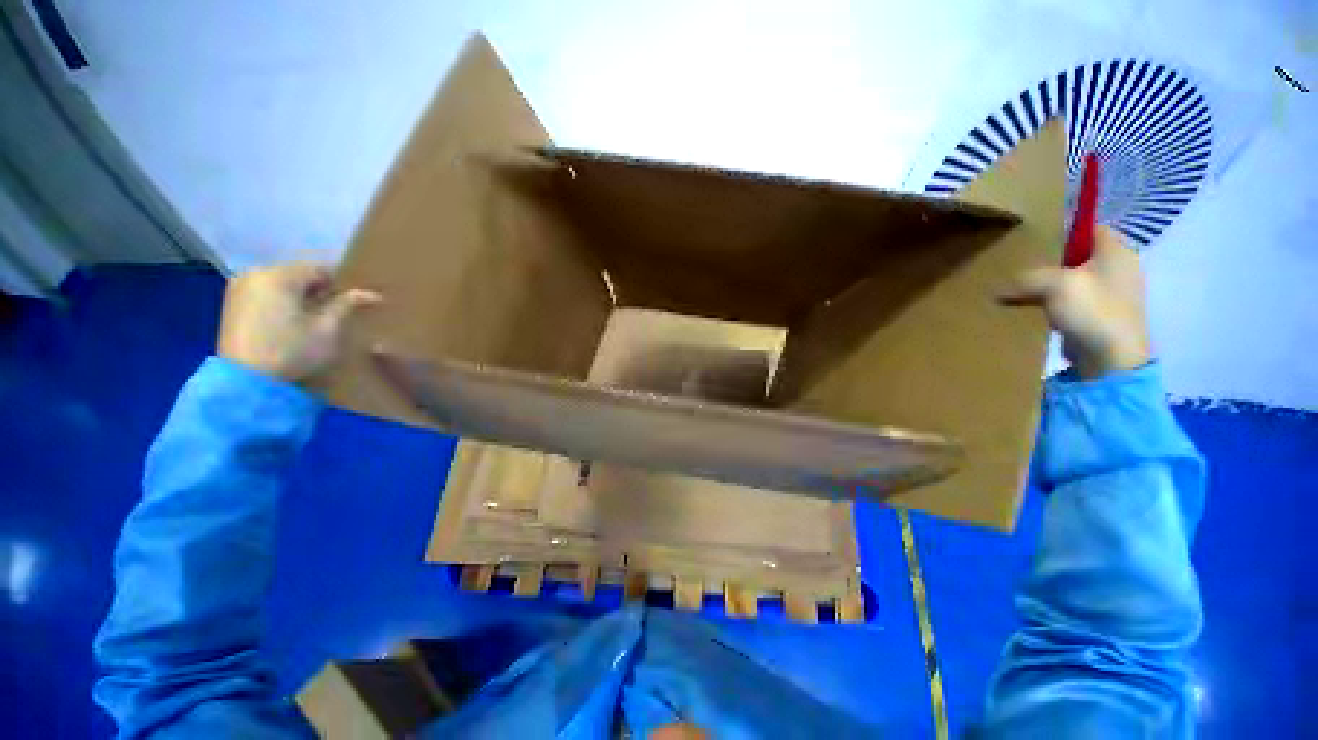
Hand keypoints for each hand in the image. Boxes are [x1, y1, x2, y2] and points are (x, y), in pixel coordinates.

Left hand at [217, 263, 379, 382]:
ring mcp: (239, 287)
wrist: (244, 380)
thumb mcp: (327, 329)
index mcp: (280, 275)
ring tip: (313, 318)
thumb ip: (346, 305)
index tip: (352, 302)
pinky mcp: (231, 303)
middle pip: (298, 274)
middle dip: (318, 290)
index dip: (340, 284)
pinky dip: (281, 302)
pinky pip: (265, 293)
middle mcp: (256, 273)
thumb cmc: (292, 351)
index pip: (320, 269)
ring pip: (280, 283)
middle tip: (334, 312)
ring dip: (299, 296)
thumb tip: (372, 294)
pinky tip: (289, 322)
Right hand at [1000, 226, 1151, 378]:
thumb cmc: (1092, 310)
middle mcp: (1117, 267)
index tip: (1035, 240)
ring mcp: (1110, 292)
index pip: (1089, 228)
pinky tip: (1032, 307)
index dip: (1063, 231)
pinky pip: (1071, 299)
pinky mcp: (1098, 314)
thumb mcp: (1054, 284)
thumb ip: (1026, 278)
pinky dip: (1052, 301)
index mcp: (1116, 251)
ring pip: (1072, 279)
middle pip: (1078, 255)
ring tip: (1021, 287)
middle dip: (1050, 260)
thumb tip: (998, 287)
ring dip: (1048, 284)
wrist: (1111, 357)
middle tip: (1021, 265)